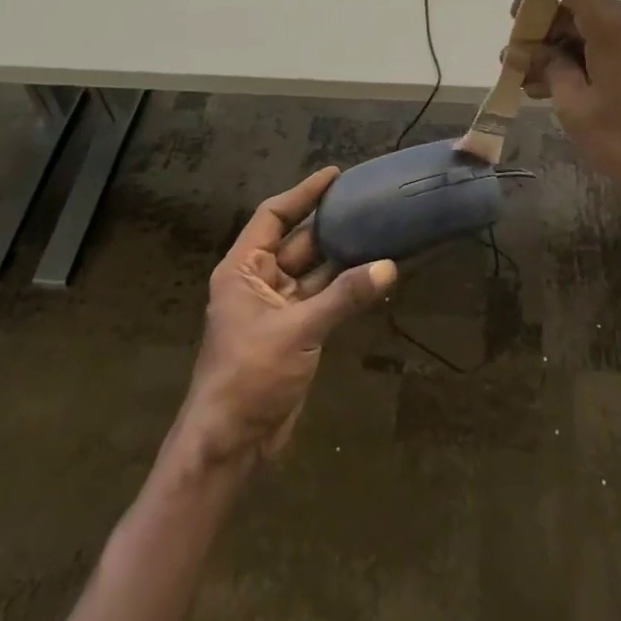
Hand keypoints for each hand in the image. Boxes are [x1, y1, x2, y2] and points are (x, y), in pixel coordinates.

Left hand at [175, 167, 396, 469]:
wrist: (230, 444)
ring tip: (380, 231)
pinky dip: (347, 288)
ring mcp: (278, 309)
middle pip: (298, 241)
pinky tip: (376, 275)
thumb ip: (344, 296)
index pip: (273, 217)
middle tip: (368, 201)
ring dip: (344, 257)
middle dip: (331, 224)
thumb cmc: (249, 376)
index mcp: (243, 270)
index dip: (303, 194)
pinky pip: (324, 299)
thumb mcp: (297, 331)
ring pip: (315, 272)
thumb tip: (389, 266)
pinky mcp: (295, 334)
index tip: (335, 175)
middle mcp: (259, 282)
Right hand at [514, 0, 620, 213]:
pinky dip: (584, 58)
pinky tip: (564, 90)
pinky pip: (611, 42)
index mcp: (615, 22)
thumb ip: (549, 68)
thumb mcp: (576, 107)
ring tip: (533, 86)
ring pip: (592, 26)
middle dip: (543, 31)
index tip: (519, 24)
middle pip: (578, 3)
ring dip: (560, 49)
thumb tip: (528, 50)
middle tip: (517, 67)